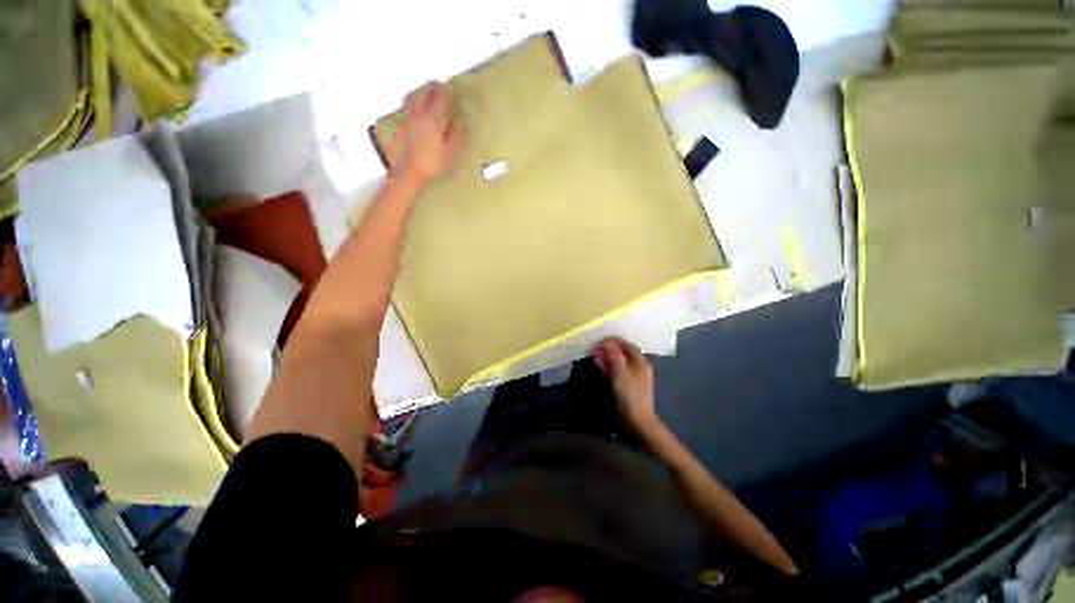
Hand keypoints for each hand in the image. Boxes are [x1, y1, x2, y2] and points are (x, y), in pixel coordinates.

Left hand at [389, 81, 463, 184]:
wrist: (409, 172)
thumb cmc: (433, 163)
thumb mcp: (450, 151)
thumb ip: (456, 134)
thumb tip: (459, 122)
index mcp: (434, 118)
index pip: (441, 98)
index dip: (447, 92)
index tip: (451, 89)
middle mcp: (420, 114)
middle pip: (425, 93)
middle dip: (433, 88)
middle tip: (439, 85)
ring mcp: (408, 118)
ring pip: (413, 98)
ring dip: (421, 93)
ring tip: (425, 94)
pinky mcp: (401, 126)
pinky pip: (406, 108)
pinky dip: (412, 103)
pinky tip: (415, 110)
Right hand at [593, 336, 659, 431]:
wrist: (637, 420)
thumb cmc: (629, 394)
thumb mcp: (620, 372)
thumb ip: (614, 355)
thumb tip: (606, 342)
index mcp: (640, 361)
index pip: (625, 344)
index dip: (611, 341)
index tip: (597, 343)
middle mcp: (639, 366)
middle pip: (623, 351)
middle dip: (608, 348)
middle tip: (594, 349)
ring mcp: (634, 375)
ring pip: (620, 360)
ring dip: (607, 357)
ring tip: (595, 357)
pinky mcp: (629, 384)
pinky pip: (618, 370)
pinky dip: (609, 366)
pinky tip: (601, 367)